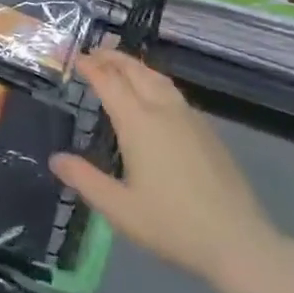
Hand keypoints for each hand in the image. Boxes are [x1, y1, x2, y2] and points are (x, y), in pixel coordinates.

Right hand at [51, 53, 276, 283]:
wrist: (237, 240)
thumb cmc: (172, 224)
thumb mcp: (119, 209)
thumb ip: (84, 180)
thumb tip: (56, 159)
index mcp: (138, 123)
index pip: (109, 82)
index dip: (91, 67)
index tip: (77, 58)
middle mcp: (163, 110)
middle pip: (135, 71)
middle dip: (113, 58)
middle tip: (95, 52)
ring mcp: (189, 117)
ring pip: (157, 78)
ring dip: (135, 65)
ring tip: (121, 65)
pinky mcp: (207, 130)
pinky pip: (173, 92)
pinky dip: (154, 81)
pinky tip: (154, 96)